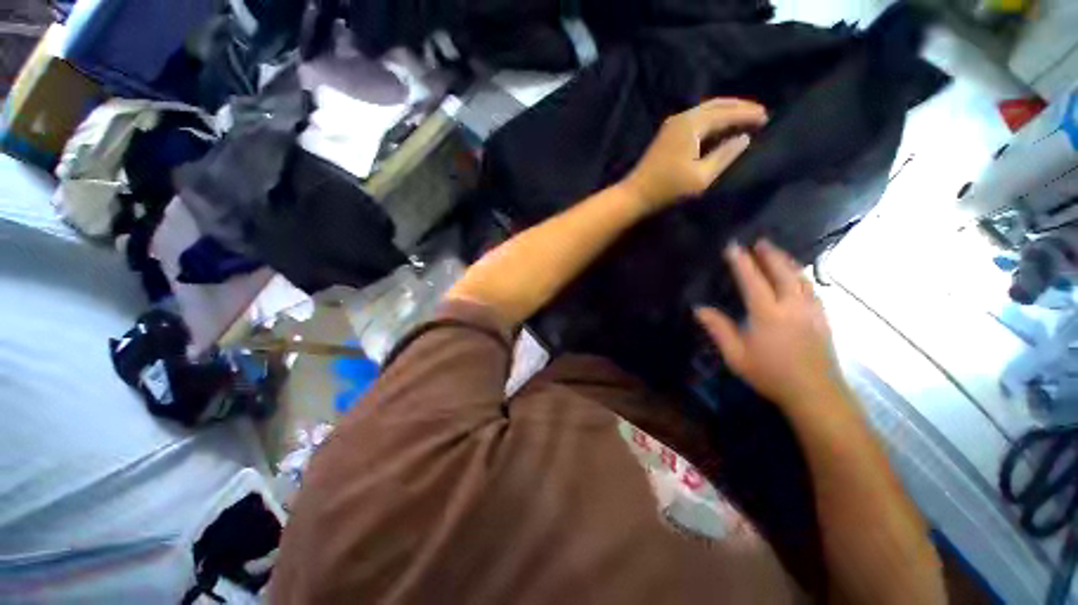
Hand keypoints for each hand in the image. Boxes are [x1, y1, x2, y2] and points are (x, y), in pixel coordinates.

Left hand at [621, 98, 766, 211]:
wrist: (636, 193)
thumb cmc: (668, 188)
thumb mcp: (702, 176)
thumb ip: (725, 154)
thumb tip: (744, 137)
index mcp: (692, 124)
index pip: (726, 112)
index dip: (747, 114)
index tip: (767, 117)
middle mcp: (682, 117)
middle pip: (716, 105)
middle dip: (739, 107)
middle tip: (759, 113)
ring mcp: (672, 124)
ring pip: (705, 109)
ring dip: (726, 111)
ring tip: (744, 117)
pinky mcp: (668, 133)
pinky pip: (696, 117)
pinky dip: (712, 118)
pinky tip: (720, 126)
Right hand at [695, 240, 845, 412]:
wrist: (815, 393)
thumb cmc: (770, 374)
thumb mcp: (736, 355)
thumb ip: (718, 329)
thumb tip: (699, 309)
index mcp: (768, 313)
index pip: (752, 280)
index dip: (742, 262)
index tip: (733, 246)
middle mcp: (792, 306)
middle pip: (782, 272)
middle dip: (769, 254)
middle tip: (759, 241)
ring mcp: (811, 310)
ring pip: (800, 278)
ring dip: (787, 262)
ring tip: (777, 252)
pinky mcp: (823, 318)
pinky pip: (812, 289)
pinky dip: (802, 276)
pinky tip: (798, 277)